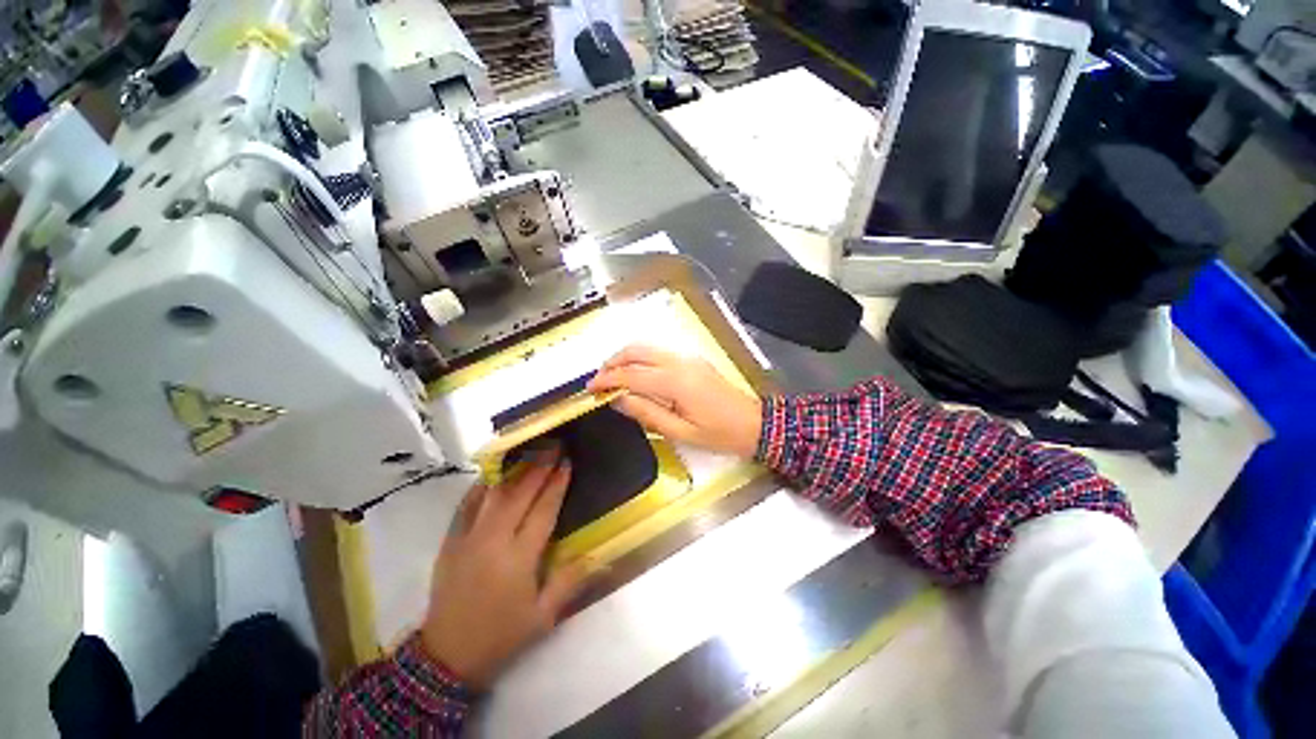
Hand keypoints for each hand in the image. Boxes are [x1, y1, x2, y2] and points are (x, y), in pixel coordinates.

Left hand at [420, 448, 585, 687]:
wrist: (446, 657)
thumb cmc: (501, 636)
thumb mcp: (543, 617)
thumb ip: (570, 581)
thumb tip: (600, 555)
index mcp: (519, 558)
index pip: (543, 509)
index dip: (557, 484)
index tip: (567, 462)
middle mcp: (493, 540)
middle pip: (520, 494)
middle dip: (539, 467)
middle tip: (553, 446)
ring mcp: (468, 538)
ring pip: (494, 494)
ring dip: (514, 470)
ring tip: (529, 452)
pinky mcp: (450, 541)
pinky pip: (466, 505)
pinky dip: (481, 486)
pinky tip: (493, 474)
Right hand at [588, 345, 762, 457]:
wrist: (754, 423)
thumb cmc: (719, 434)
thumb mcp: (680, 432)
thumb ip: (647, 413)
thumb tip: (618, 399)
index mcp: (675, 382)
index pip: (631, 374)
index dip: (607, 380)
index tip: (590, 388)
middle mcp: (679, 362)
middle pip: (637, 351)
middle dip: (613, 361)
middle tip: (598, 380)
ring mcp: (687, 358)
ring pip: (647, 348)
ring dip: (626, 358)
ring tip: (612, 377)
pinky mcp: (693, 360)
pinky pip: (659, 353)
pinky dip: (641, 359)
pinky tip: (636, 374)